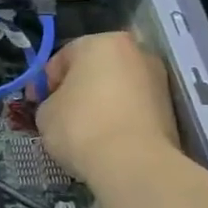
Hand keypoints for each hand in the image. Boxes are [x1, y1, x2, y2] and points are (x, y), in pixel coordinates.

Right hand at [34, 31, 178, 180]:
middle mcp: (135, 52)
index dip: (44, 82)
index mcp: (100, 43)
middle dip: (77, 89)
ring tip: (83, 131)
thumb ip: (49, 100)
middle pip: (94, 69)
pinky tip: (105, 140)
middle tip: (59, 114)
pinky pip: (133, 108)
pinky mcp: (171, 109)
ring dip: (100, 103)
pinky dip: (119, 118)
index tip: (36, 104)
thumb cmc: (81, 126)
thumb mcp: (45, 112)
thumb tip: (58, 107)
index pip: (62, 58)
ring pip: (117, 88)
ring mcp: (158, 80)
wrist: (134, 164)